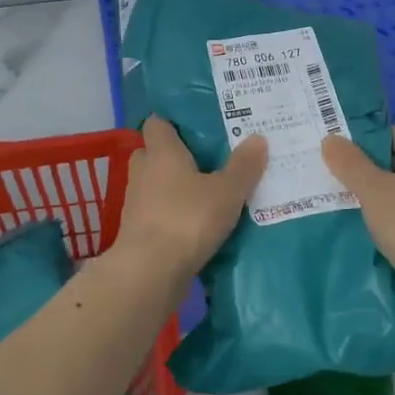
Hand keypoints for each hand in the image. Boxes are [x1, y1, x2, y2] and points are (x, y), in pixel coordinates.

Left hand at [115, 116, 266, 278]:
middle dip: (174, 156)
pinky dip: (171, 214)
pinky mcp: (137, 231)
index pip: (157, 123)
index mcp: (161, 152)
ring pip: (154, 185)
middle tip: (206, 160)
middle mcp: (143, 171)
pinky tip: (195, 223)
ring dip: (173, 188)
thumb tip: (258, 137)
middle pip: (153, 153)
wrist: (149, 272)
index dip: (173, 122)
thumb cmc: (187, 219)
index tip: (197, 126)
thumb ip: (243, 166)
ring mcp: (136, 203)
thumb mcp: (227, 192)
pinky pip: (156, 212)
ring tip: (206, 193)